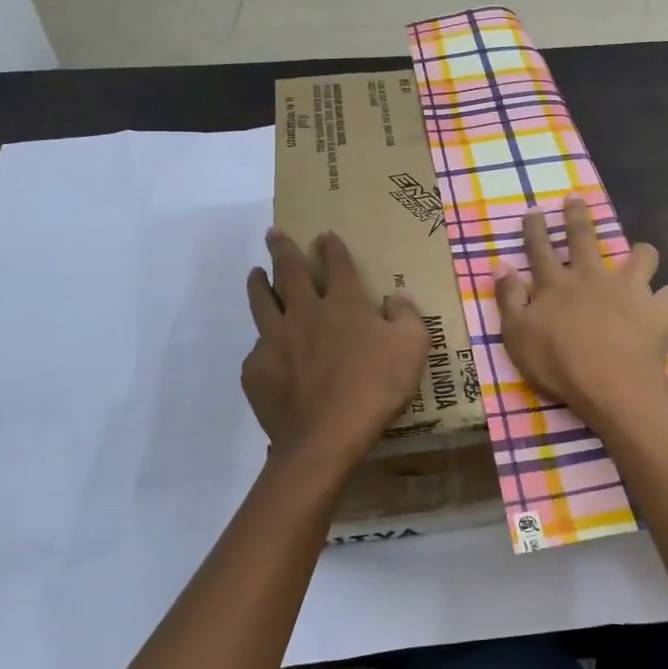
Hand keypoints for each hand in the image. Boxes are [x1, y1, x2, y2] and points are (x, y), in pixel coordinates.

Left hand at [242, 228, 428, 482]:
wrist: (326, 436)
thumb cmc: (375, 387)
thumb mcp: (412, 348)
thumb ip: (407, 316)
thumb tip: (398, 295)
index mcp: (343, 304)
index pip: (337, 265)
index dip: (332, 247)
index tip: (325, 235)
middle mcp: (305, 312)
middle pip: (289, 271)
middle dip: (282, 248)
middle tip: (273, 233)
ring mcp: (275, 339)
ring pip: (262, 302)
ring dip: (259, 284)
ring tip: (255, 274)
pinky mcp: (257, 369)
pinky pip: (258, 350)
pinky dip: (263, 344)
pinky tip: (265, 349)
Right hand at [494, 195, 667, 423]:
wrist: (611, 386)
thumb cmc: (558, 364)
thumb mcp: (516, 335)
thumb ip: (509, 299)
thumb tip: (501, 266)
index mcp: (556, 284)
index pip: (540, 248)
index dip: (535, 228)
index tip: (534, 210)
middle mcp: (593, 276)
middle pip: (584, 237)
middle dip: (577, 215)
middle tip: (576, 198)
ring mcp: (629, 289)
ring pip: (641, 256)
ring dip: (640, 253)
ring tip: (640, 255)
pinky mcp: (658, 309)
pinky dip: (666, 299)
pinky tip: (663, 306)